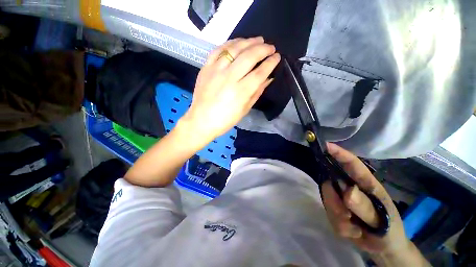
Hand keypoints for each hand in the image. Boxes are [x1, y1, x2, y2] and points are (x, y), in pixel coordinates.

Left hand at [179, 37, 280, 146]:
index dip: (271, 63)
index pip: (260, 72)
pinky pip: (218, 49)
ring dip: (249, 42)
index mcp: (241, 92)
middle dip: (263, 49)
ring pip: (235, 48)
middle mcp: (229, 78)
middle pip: (249, 56)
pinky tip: (238, 43)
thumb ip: (257, 92)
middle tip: (270, 47)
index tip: (277, 57)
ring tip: (258, 40)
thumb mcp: (245, 109)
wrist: (201, 120)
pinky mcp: (206, 68)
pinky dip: (230, 43)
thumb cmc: (225, 120)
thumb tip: (268, 78)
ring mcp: (216, 70)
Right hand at [322, 143, 408, 254]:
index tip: (325, 145)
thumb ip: (366, 207)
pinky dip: (340, 225)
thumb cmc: (390, 230)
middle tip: (347, 216)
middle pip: (330, 183)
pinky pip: (329, 214)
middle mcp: (349, 187)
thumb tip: (347, 191)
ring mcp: (341, 198)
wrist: (384, 248)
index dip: (339, 153)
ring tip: (355, 228)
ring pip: (328, 200)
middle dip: (334, 201)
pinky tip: (352, 231)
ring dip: (339, 217)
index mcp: (366, 184)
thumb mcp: (383, 222)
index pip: (351, 163)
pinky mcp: (335, 209)